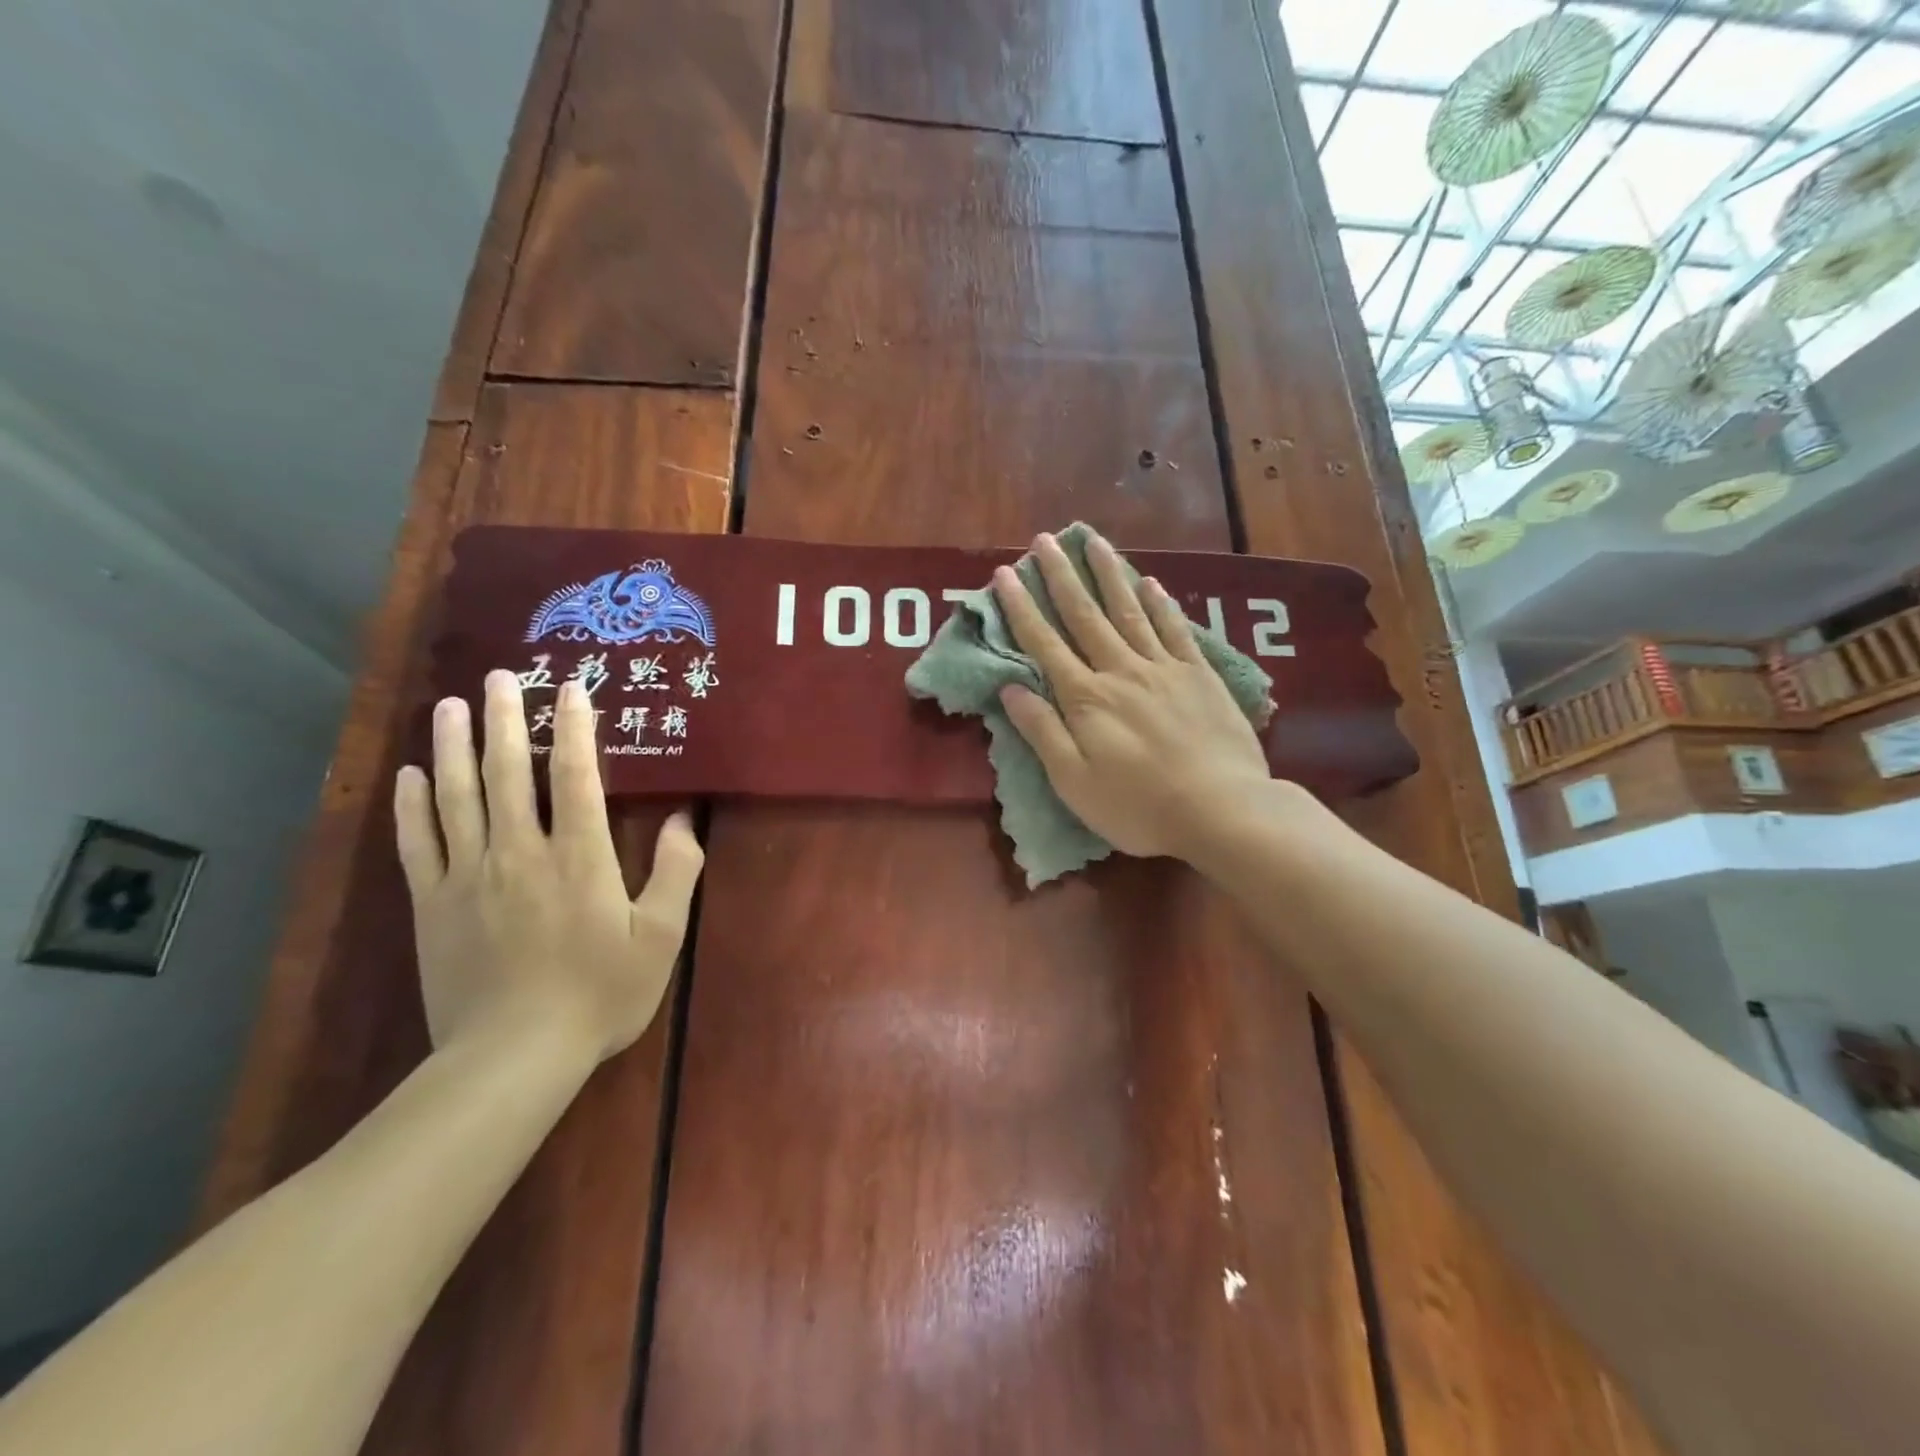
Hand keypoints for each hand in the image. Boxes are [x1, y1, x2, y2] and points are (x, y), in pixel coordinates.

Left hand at [394, 672, 703, 1063]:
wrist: (512, 1057)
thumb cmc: (599, 995)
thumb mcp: (660, 938)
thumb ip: (677, 873)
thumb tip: (685, 820)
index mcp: (579, 857)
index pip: (575, 776)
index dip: (574, 728)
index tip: (571, 688)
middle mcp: (520, 852)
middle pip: (507, 772)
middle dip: (505, 719)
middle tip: (499, 676)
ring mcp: (469, 876)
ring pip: (456, 796)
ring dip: (453, 745)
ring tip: (451, 704)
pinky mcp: (433, 904)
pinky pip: (419, 842)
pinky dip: (412, 804)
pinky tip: (411, 773)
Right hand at [993, 530, 1274, 863]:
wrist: (1222, 810)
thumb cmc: (1138, 807)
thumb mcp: (1074, 781)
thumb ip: (1042, 731)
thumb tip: (1010, 687)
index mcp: (1086, 698)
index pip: (1044, 643)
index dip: (1021, 608)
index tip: (1004, 575)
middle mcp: (1121, 670)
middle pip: (1085, 615)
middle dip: (1061, 576)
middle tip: (1044, 541)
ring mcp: (1164, 668)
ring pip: (1129, 611)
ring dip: (1108, 575)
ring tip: (1093, 542)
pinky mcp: (1200, 675)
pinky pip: (1175, 630)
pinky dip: (1160, 604)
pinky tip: (1150, 582)